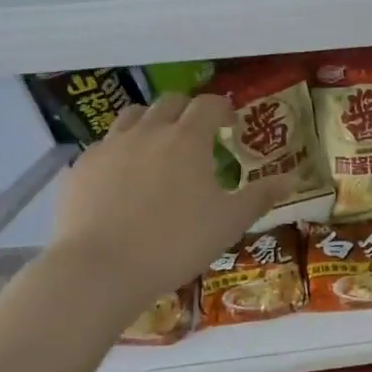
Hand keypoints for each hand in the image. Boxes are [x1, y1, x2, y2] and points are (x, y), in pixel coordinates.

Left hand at [50, 93, 289, 297]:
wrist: (100, 269)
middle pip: (170, 102)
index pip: (208, 105)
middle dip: (187, 110)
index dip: (222, 108)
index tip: (230, 122)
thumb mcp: (229, 222)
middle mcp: (149, 131)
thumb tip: (291, 178)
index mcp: (188, 139)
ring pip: (133, 115)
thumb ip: (260, 196)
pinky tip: (123, 175)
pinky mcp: (81, 167)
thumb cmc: (176, 242)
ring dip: (151, 121)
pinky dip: (120, 148)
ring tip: (158, 144)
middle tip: (197, 132)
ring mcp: (110, 146)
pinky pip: (105, 144)